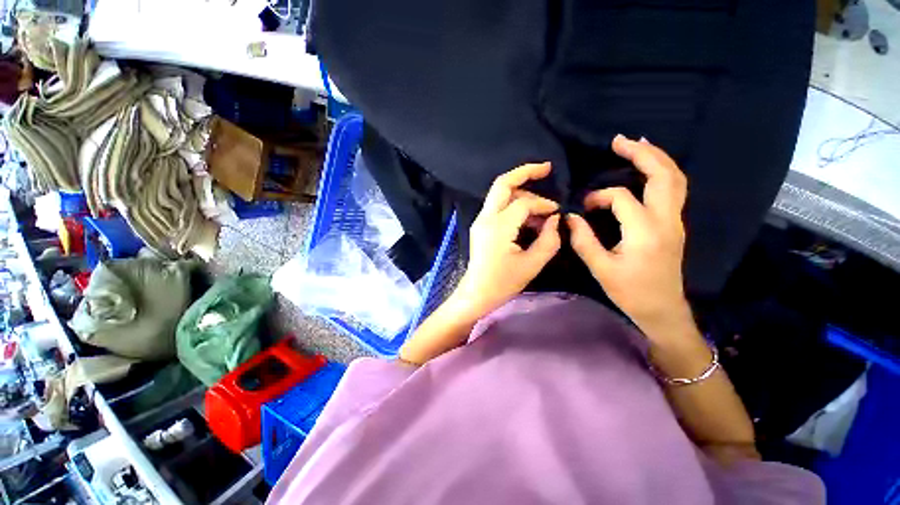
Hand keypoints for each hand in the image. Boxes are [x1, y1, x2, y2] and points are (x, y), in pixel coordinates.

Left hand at [454, 162, 560, 317]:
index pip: (523, 203)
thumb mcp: (532, 264)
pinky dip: (513, 204)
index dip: (543, 204)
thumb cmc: (503, 283)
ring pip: (500, 193)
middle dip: (524, 172)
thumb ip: (549, 239)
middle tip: (546, 168)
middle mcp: (486, 218)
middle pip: (502, 184)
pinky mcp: (481, 226)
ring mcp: (480, 220)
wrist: (477, 292)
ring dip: (521, 193)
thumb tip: (555, 219)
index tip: (556, 213)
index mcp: (498, 227)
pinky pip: (498, 206)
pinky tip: (527, 217)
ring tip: (540, 209)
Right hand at [567, 135, 691, 336]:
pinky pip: (674, 189)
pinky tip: (648, 167)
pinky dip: (662, 171)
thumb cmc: (629, 291)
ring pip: (675, 179)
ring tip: (636, 144)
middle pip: (664, 175)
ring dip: (656, 158)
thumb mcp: (600, 268)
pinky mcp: (674, 224)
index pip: (622, 198)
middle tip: (619, 140)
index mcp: (645, 232)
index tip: (583, 208)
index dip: (599, 197)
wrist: (662, 308)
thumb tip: (570, 217)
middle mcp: (666, 220)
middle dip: (642, 153)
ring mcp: (675, 221)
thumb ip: (583, 240)